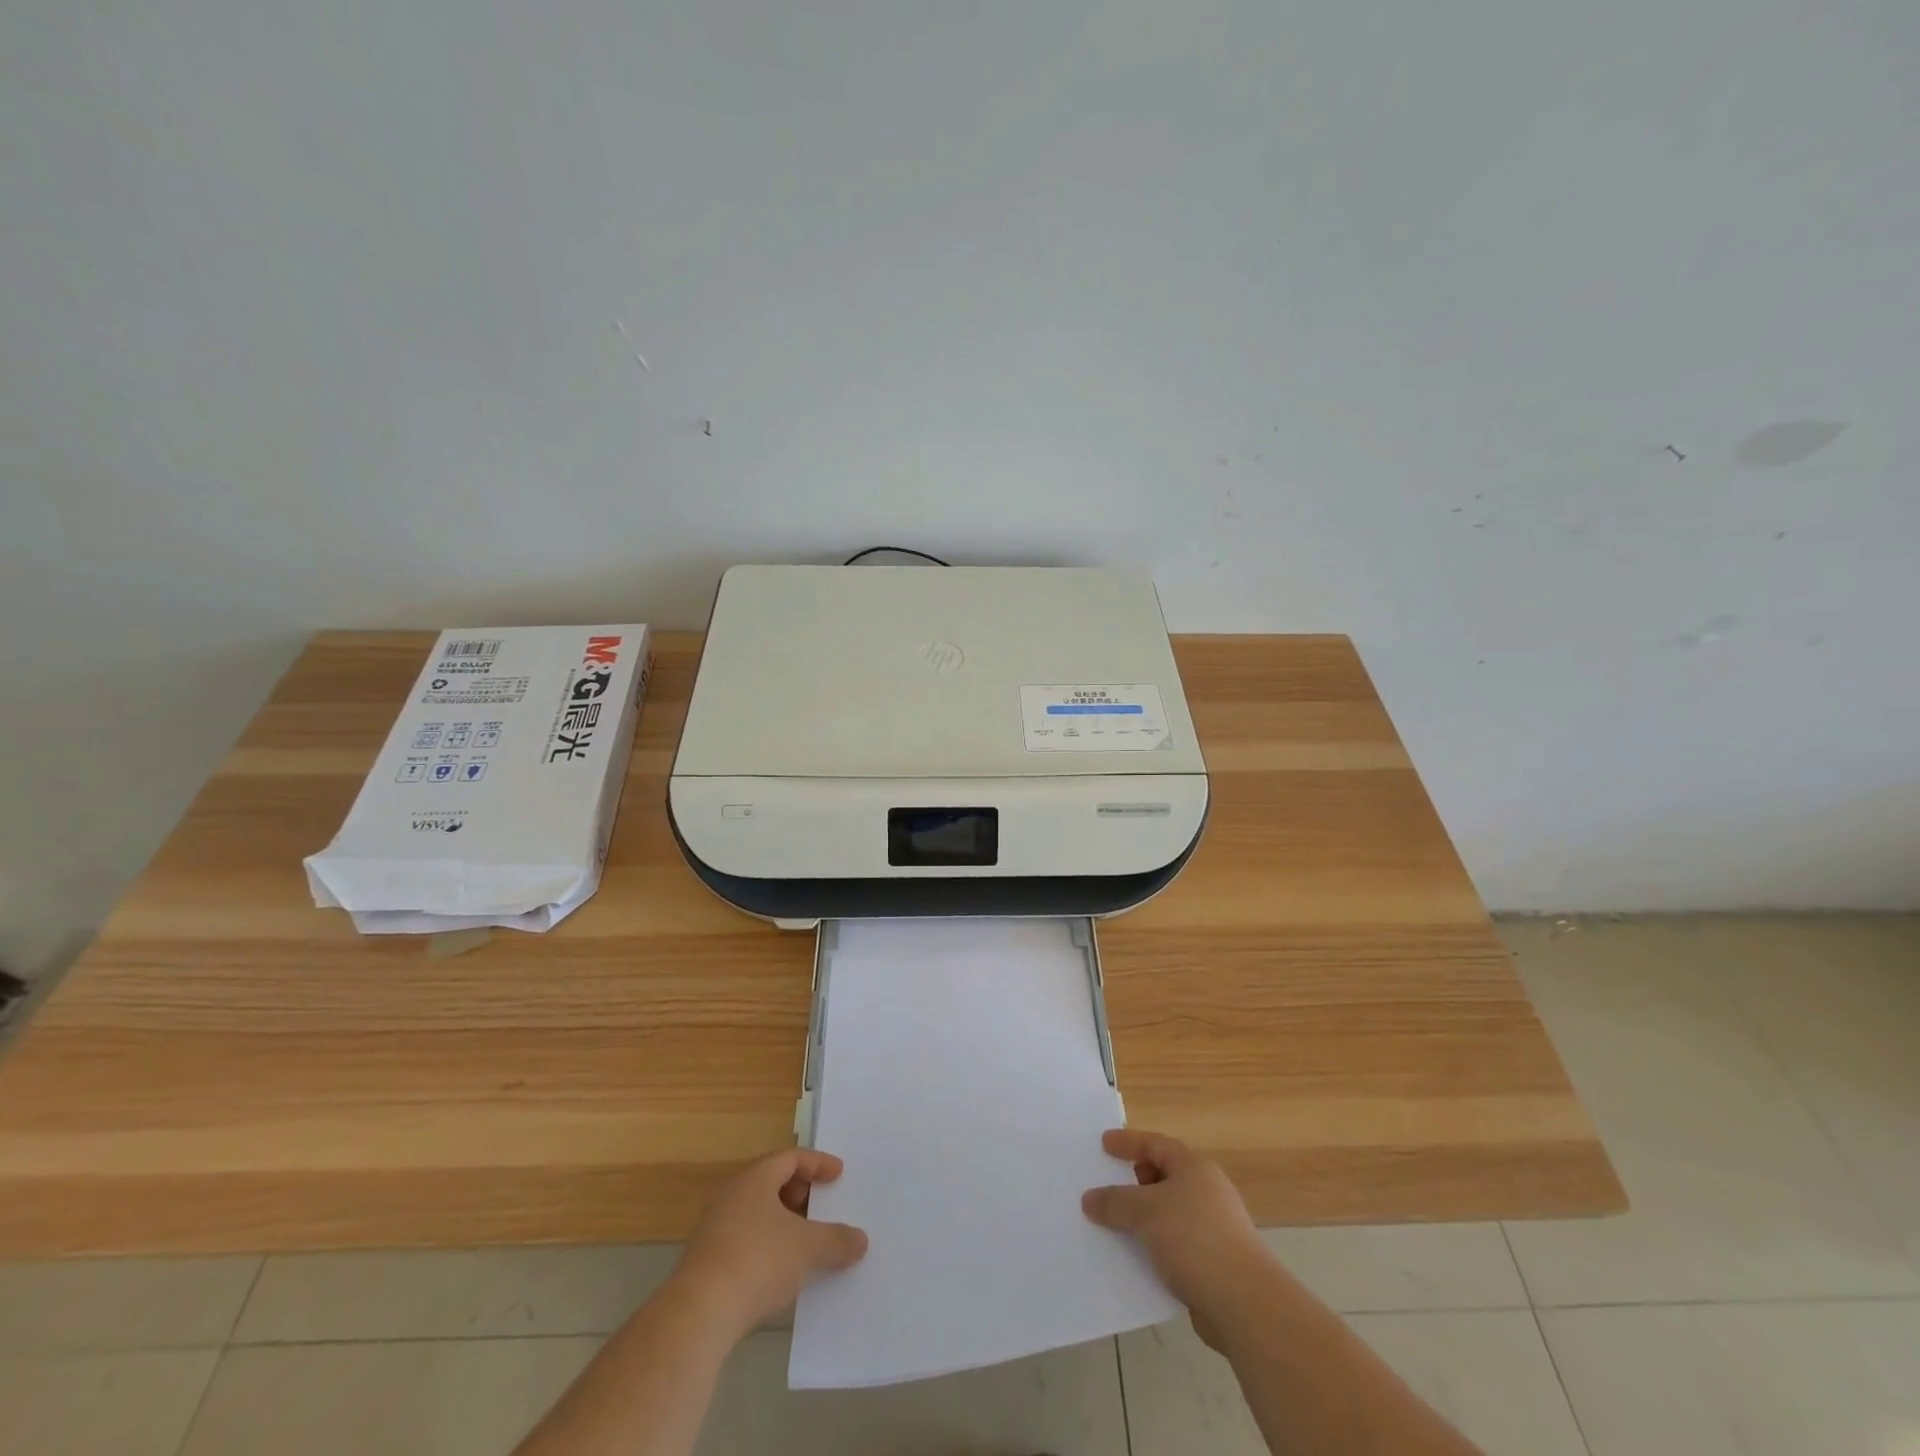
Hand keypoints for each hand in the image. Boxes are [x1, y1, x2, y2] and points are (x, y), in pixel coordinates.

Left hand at [673, 1148, 868, 1338]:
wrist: (699, 1314)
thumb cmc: (758, 1260)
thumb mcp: (807, 1248)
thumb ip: (837, 1240)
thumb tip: (860, 1240)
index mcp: (755, 1178)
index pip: (791, 1157)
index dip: (817, 1163)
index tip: (839, 1174)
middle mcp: (732, 1195)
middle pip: (771, 1181)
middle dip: (799, 1192)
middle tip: (821, 1205)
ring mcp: (715, 1228)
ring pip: (757, 1212)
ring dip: (783, 1221)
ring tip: (806, 1240)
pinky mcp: (707, 1261)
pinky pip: (746, 1239)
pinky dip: (768, 1245)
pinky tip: (782, 1270)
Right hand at [1082, 1128, 1268, 1343]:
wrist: (1245, 1303)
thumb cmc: (1194, 1239)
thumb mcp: (1146, 1211)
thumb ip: (1115, 1201)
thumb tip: (1089, 1199)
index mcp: (1194, 1167)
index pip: (1155, 1144)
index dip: (1128, 1142)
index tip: (1103, 1143)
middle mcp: (1206, 1190)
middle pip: (1163, 1175)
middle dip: (1134, 1180)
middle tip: (1106, 1183)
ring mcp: (1213, 1227)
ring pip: (1168, 1211)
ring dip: (1142, 1216)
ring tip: (1113, 1222)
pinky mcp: (1213, 1261)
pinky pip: (1173, 1242)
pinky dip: (1154, 1243)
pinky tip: (1135, 1256)